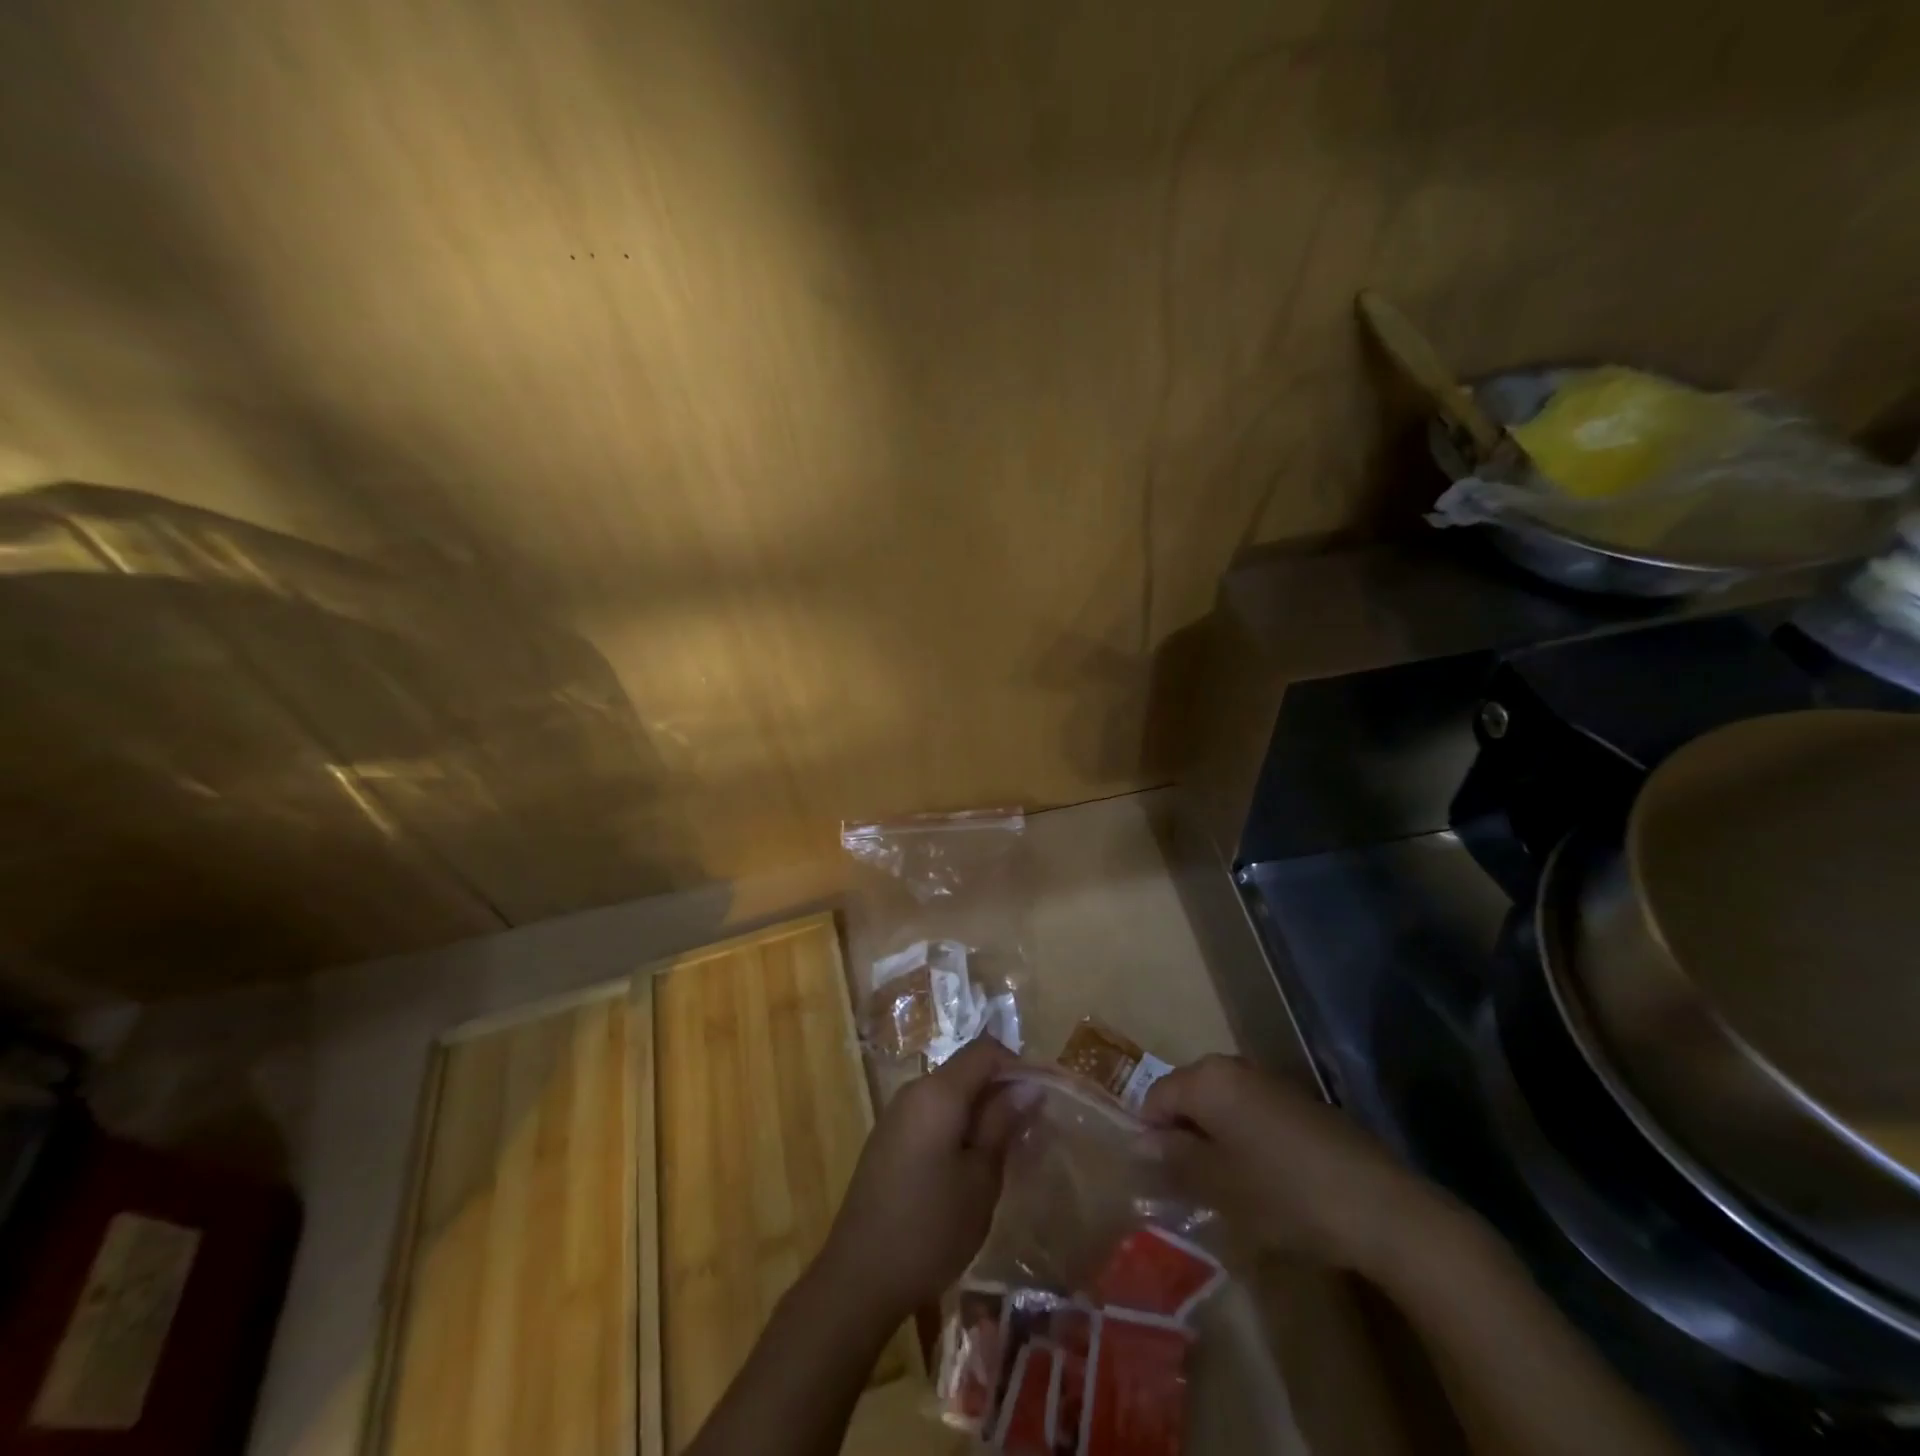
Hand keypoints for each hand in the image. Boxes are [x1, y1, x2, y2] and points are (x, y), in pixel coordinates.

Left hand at [818, 1036, 1027, 1325]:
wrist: (859, 1277)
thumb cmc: (930, 1228)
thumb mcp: (980, 1178)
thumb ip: (1003, 1123)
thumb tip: (1029, 1085)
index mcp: (937, 1092)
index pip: (985, 1050)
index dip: (1019, 1064)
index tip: (1046, 1096)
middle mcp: (914, 1090)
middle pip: (966, 1069)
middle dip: (1002, 1089)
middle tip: (1033, 1126)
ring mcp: (897, 1114)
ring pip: (950, 1093)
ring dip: (981, 1109)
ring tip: (1009, 1147)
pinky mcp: (889, 1138)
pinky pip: (932, 1113)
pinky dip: (958, 1124)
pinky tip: (973, 1163)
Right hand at [1143, 1055, 1443, 1275]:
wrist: (1380, 1206)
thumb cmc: (1284, 1194)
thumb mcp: (1218, 1186)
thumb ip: (1174, 1160)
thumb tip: (1141, 1143)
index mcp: (1208, 1080)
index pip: (1156, 1097)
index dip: (1150, 1136)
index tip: (1159, 1178)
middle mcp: (1234, 1067)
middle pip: (1188, 1096)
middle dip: (1183, 1136)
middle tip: (1189, 1186)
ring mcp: (1270, 1081)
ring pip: (1221, 1105)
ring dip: (1214, 1139)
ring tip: (1224, 1187)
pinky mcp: (1299, 1102)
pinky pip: (1252, 1112)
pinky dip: (1244, 1139)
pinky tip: (1262, 1180)